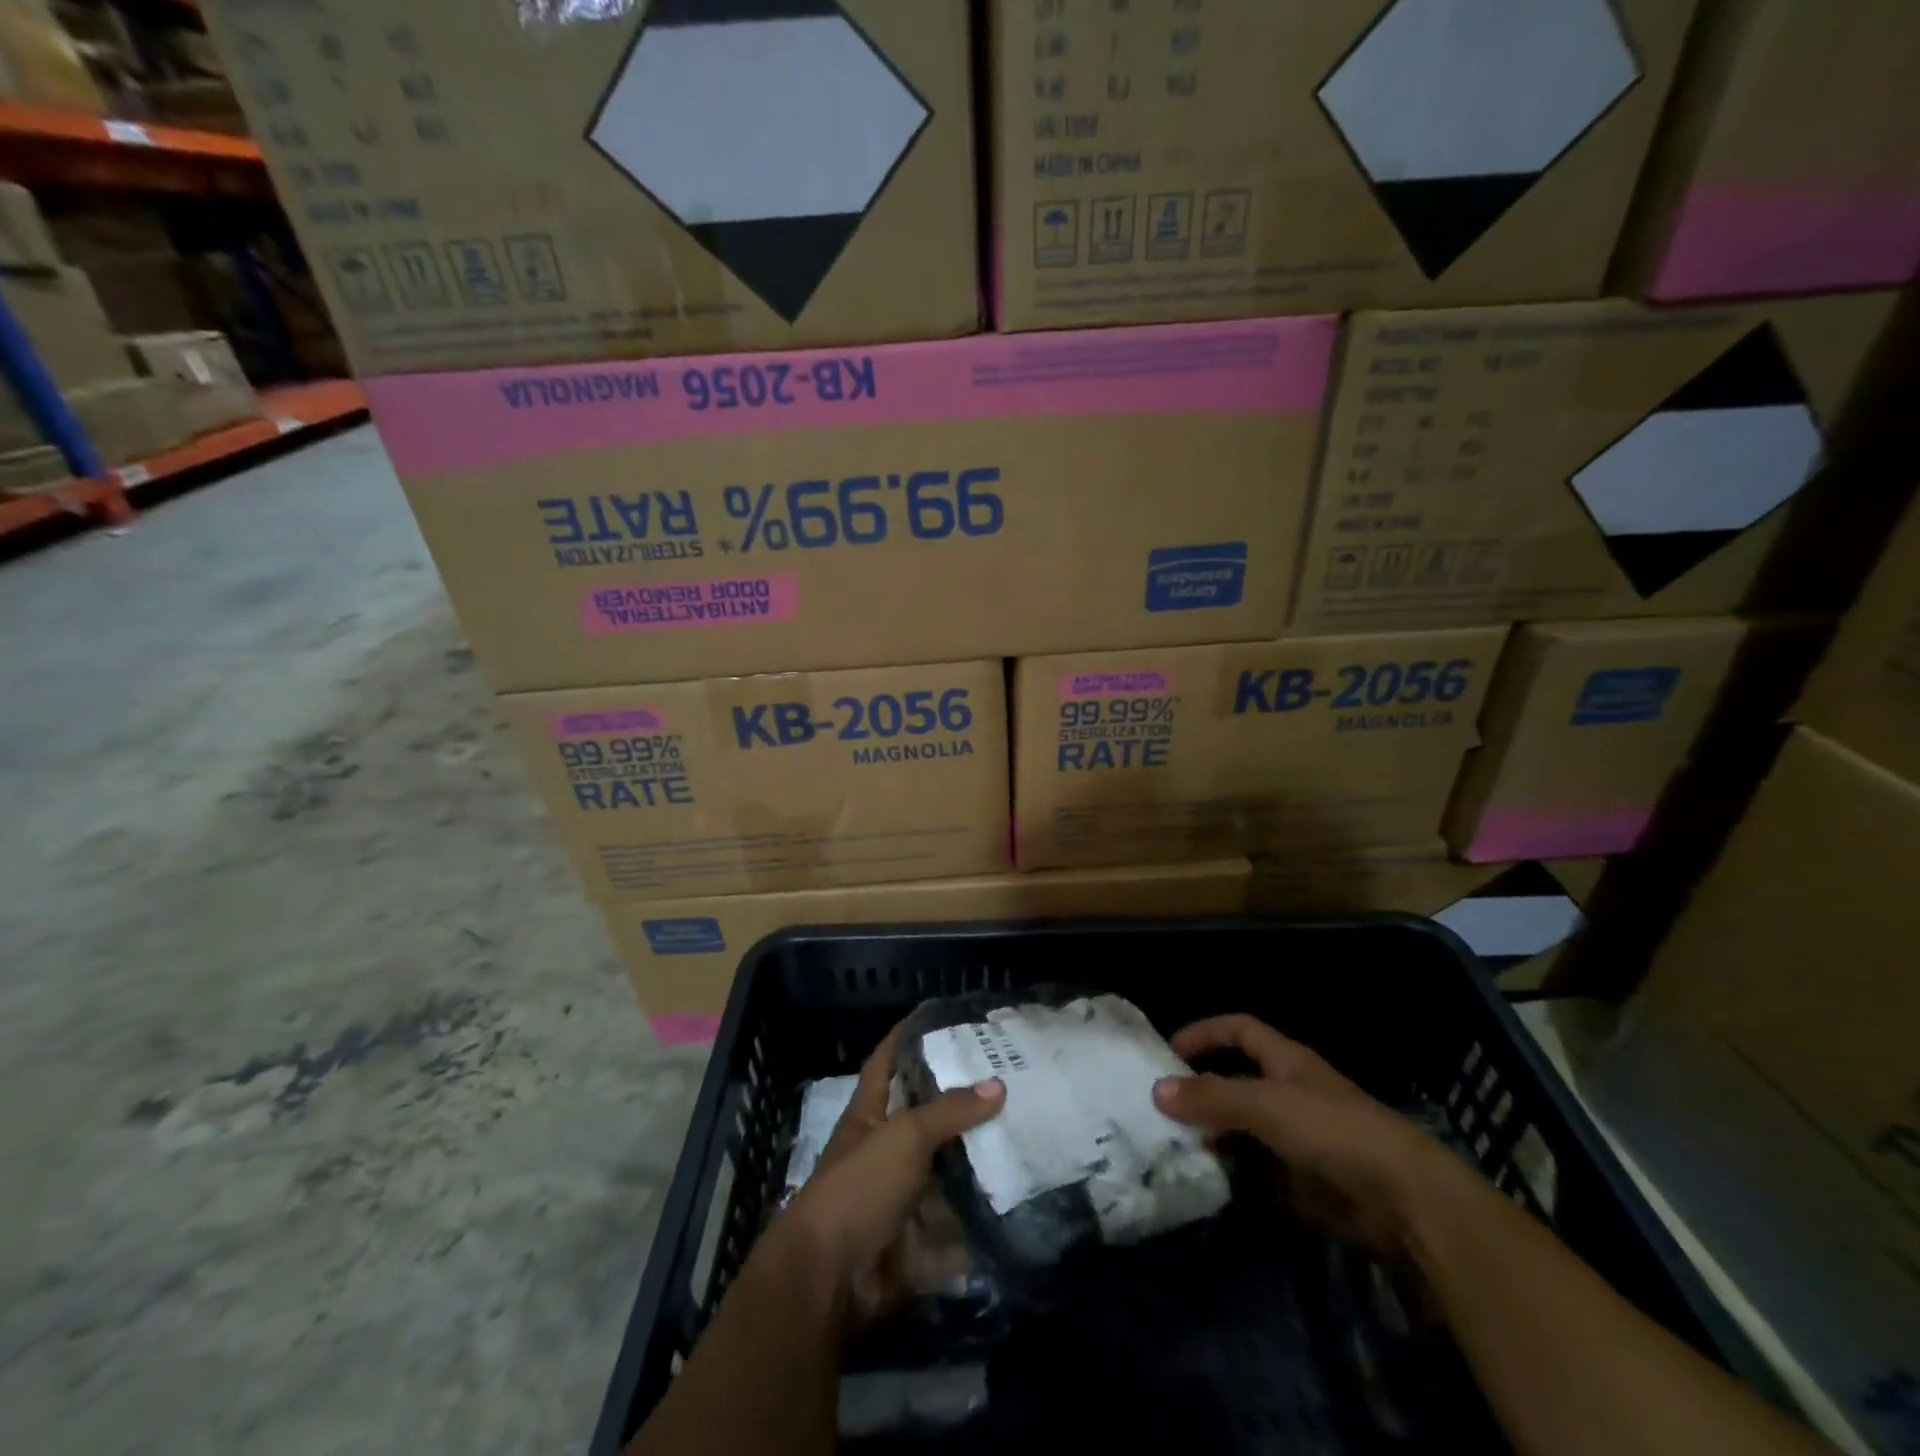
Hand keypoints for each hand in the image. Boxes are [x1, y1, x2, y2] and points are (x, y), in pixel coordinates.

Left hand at [781, 1021, 1004, 1325]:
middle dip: (960, 1102)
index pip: (886, 1062)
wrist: (830, 1280)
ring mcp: (900, 1196)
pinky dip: (981, 1215)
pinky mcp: (917, 1238)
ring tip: (1026, 1132)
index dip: (905, 1037)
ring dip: (978, 1160)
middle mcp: (884, 1150)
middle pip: (925, 1116)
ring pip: (946, 1169)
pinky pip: (956, 1222)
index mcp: (869, 1115)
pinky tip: (1021, 1195)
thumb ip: (949, 1110)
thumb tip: (998, 1085)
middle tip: (1007, 1077)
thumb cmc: (859, 1188)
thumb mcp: (904, 1136)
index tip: (936, 1016)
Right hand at [1152, 1014, 1462, 1257]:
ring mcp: (1297, 1138)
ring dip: (1212, 1136)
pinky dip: (1233, 1173)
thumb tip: (1156, 1090)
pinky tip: (1205, 1181)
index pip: (1238, 1030)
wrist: (1404, 1201)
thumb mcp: (1265, 1105)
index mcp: (1285, 1061)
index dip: (1204, 1033)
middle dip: (1200, 1092)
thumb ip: (1211, 1097)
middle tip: (1159, 1108)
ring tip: (1172, 1146)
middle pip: (1235, 1082)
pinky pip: (1257, 1170)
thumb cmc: (1333, 1131)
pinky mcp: (1303, 1180)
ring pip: (1243, 1128)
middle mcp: (1289, 1093)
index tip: (1168, 1051)